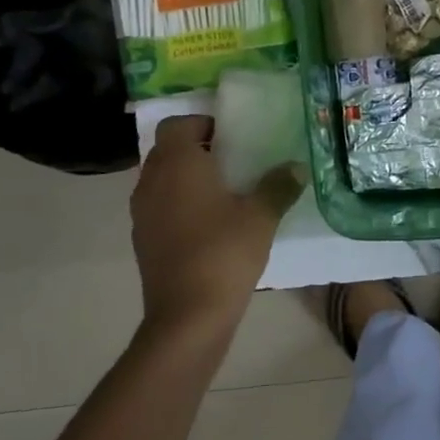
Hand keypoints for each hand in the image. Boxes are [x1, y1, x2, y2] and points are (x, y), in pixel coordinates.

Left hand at [130, 116, 303, 332]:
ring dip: (187, 178)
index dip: (202, 123)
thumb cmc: (224, 253)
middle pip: (167, 150)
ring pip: (161, 179)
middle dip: (196, 149)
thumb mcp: (261, 216)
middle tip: (233, 160)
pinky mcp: (143, 239)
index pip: (177, 124)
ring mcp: (142, 213)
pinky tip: (210, 223)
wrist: (188, 315)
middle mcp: (152, 181)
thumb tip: (296, 167)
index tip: (232, 136)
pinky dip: (179, 204)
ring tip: (224, 191)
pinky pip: (160, 206)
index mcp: (177, 164)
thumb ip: (279, 185)